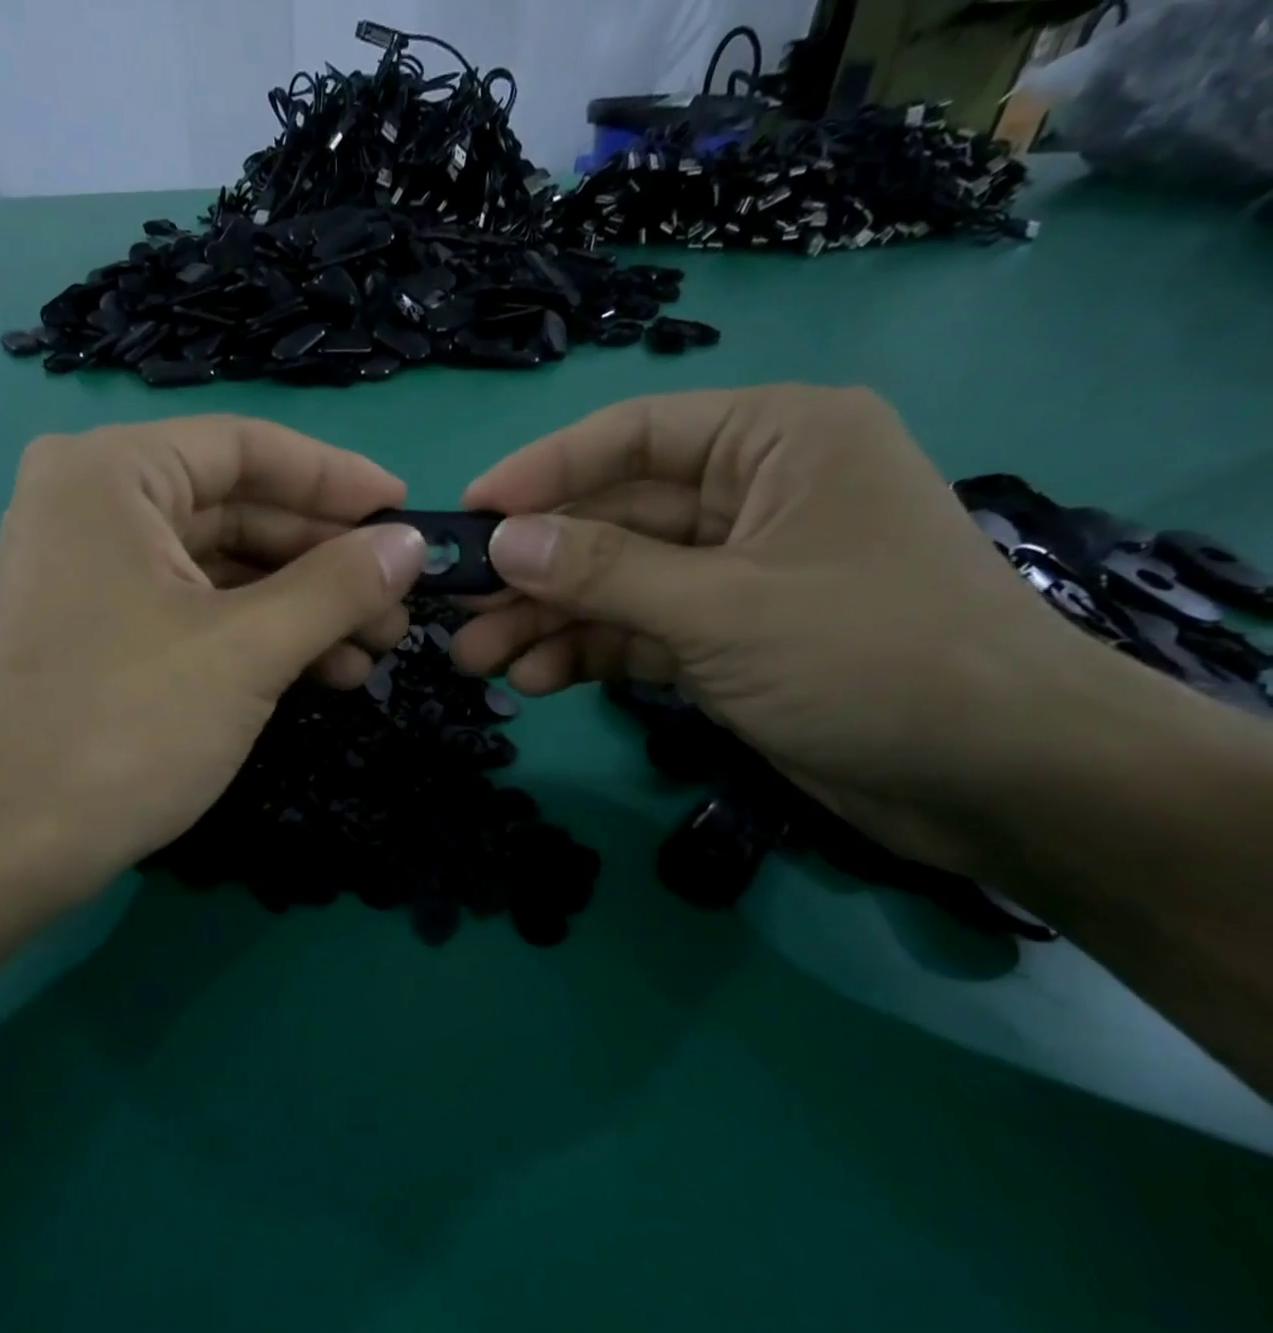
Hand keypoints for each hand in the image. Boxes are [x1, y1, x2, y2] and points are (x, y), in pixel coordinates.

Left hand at [0, 416, 426, 911]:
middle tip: (401, 601)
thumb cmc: (127, 727)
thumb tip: (411, 544)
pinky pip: (199, 613)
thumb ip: (337, 587)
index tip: (407, 512)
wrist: (7, 844)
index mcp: (113, 474)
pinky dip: (262, 637)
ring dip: (305, 607)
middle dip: (328, 560)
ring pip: (226, 570)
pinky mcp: (104, 633)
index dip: (337, 479)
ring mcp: (96, 574)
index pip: (249, 448)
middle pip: (240, 510)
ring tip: (376, 647)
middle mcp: (95, 506)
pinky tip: (324, 672)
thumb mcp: (248, 650)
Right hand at [452, 385, 1123, 869]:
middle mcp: (749, 496)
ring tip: (476, 660)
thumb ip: (604, 572)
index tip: (468, 513)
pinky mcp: (725, 639)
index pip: (631, 437)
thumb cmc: (871, 657)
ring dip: (547, 621)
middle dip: (534, 570)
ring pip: (615, 584)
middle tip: (455, 610)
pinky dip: (588, 655)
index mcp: (773, 441)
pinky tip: (537, 681)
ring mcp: (733, 573)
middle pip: (612, 521)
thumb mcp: (722, 607)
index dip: (541, 473)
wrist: (993, 779)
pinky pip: (638, 633)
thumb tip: (501, 542)